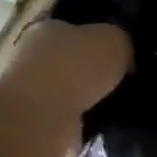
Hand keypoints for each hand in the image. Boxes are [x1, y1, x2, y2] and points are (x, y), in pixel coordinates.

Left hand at [2, 20, 129, 156]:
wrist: (37, 119)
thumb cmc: (75, 67)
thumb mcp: (112, 40)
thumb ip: (119, 48)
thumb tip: (124, 62)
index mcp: (44, 35)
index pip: (66, 34)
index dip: (88, 44)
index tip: (112, 61)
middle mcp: (26, 70)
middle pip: (57, 79)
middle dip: (80, 92)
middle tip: (114, 104)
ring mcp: (20, 112)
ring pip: (50, 123)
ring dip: (70, 136)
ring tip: (105, 146)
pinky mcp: (21, 151)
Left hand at [5, 20, 131, 119]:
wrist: (42, 119)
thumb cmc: (75, 66)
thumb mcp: (114, 39)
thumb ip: (121, 43)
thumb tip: (125, 57)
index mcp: (47, 28)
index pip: (72, 26)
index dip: (95, 35)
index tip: (118, 48)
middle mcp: (33, 58)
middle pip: (70, 61)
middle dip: (92, 71)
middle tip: (124, 78)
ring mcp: (31, 96)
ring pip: (69, 94)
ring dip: (89, 102)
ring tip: (119, 106)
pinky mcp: (36, 129)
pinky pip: (69, 124)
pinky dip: (84, 128)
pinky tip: (106, 128)